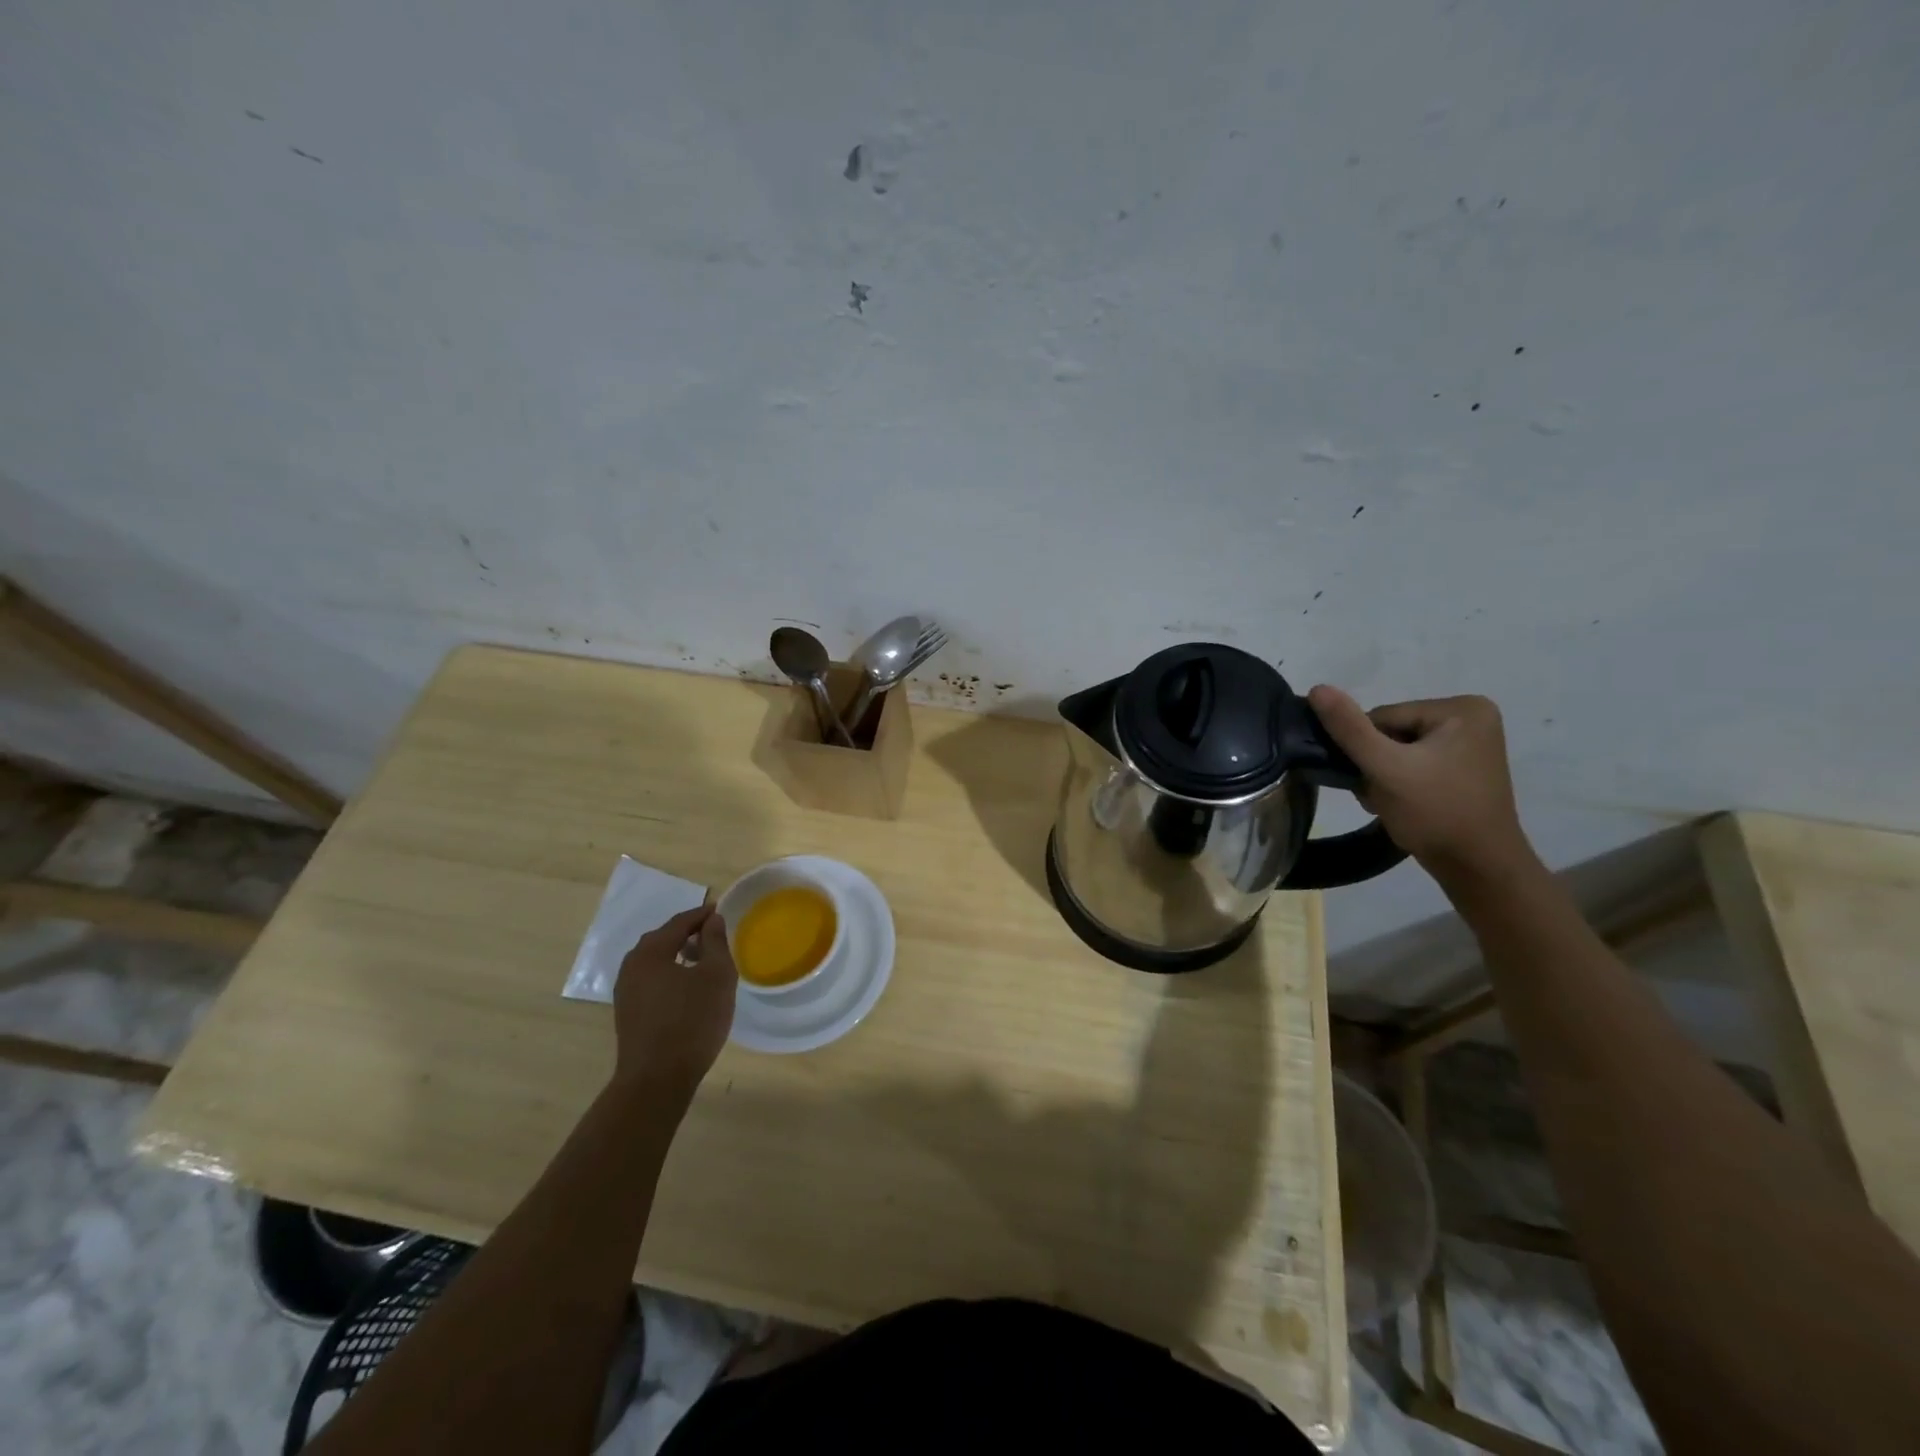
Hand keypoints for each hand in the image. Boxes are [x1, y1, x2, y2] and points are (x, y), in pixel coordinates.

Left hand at [611, 905, 736, 1099]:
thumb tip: (711, 920)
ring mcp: (625, 991)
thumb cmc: (692, 1021)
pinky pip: (651, 980)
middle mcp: (632, 965)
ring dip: (678, 955)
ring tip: (703, 962)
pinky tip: (687, 988)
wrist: (656, 1080)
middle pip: (663, 938)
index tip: (721, 911)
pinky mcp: (627, 1012)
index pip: (680, 922)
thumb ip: (715, 942)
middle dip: (689, 933)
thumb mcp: (716, 976)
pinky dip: (669, 973)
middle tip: (714, 936)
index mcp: (651, 951)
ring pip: (655, 960)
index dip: (702, 914)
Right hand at [1307, 686, 1535, 880]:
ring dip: (1383, 775)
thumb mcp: (1386, 768)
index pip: (1384, 717)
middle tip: (1380, 796)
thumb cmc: (1436, 814)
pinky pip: (1415, 763)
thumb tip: (1317, 688)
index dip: (1367, 749)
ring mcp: (1471, 743)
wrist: (1478, 869)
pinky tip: (1402, 803)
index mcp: (1462, 708)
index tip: (1374, 780)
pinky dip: (1400, 782)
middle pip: (1392, 732)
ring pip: (1398, 749)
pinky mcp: (1465, 767)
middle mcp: (1472, 717)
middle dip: (1376, 764)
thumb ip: (1349, 728)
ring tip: (1390, 802)